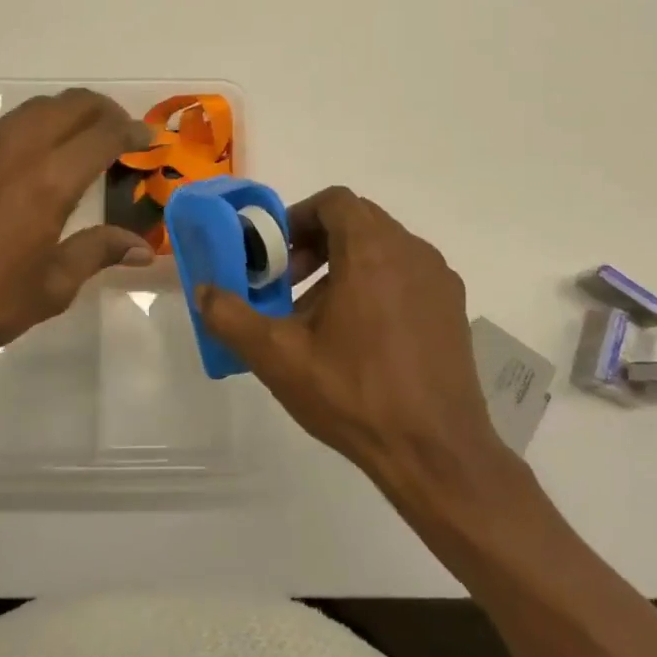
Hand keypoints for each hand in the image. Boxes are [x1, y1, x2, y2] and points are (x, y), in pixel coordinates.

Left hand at [0, 90, 153, 379]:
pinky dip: (27, 132)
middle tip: (119, 129)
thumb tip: (142, 248)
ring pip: (31, 110)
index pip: (103, 135)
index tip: (148, 138)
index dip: (132, 131)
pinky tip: (23, 164)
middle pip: (69, 105)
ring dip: (64, 115)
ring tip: (77, 139)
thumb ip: (97, 253)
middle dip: (102, 109)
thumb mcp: (51, 288)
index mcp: (48, 181)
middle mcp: (15, 150)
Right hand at [197, 188, 515, 509]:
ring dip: (345, 266)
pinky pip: (406, 276)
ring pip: (382, 250)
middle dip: (316, 244)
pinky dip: (376, 286)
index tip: (276, 253)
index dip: (299, 217)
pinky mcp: (453, 309)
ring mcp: (438, 281)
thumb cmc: (355, 394)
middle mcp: (411, 252)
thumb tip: (203, 291)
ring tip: (318, 317)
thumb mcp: (278, 357)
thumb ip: (231, 317)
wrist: (437, 454)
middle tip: (290, 284)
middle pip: (358, 222)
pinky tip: (358, 338)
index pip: (335, 202)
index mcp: (372, 250)